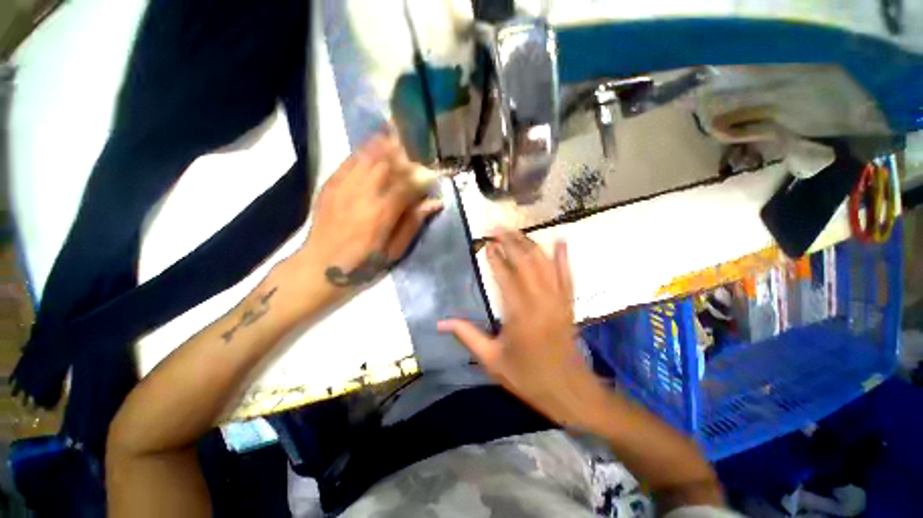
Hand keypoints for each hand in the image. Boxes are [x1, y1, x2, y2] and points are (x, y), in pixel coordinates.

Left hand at [292, 131, 441, 303]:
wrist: (321, 266)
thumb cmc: (363, 263)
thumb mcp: (394, 250)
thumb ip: (414, 223)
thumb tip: (435, 203)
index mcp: (382, 213)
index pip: (407, 184)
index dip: (422, 176)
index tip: (433, 174)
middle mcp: (363, 193)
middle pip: (388, 162)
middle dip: (405, 154)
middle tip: (417, 151)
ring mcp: (344, 186)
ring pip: (368, 156)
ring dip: (386, 146)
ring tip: (399, 139)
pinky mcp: (331, 184)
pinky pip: (350, 160)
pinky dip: (365, 151)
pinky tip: (374, 147)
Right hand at [438, 229, 608, 429]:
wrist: (569, 392)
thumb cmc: (528, 378)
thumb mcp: (492, 361)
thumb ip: (467, 336)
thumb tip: (441, 322)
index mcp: (519, 315)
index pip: (505, 277)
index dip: (495, 258)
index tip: (486, 243)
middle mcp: (540, 302)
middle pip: (525, 263)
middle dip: (511, 241)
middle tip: (497, 226)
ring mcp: (558, 301)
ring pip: (545, 264)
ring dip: (530, 244)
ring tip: (516, 230)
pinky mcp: (568, 304)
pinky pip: (567, 276)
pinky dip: (564, 257)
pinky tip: (560, 240)